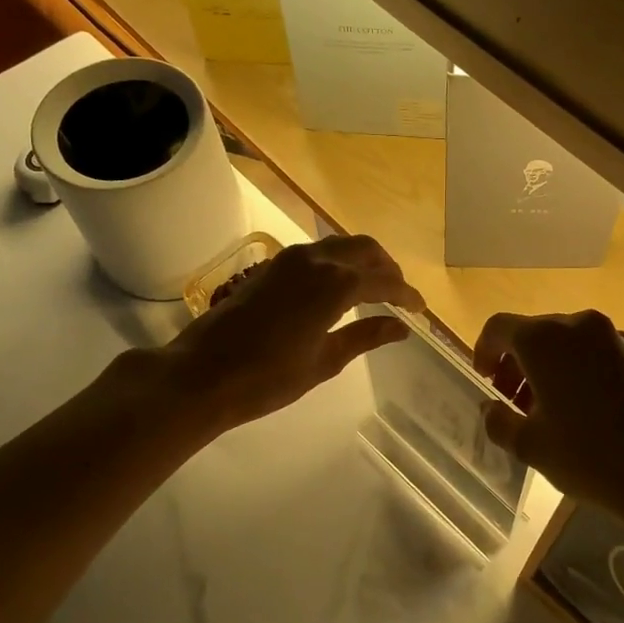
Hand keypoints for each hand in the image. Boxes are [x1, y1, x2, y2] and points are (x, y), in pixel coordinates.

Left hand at [143, 236, 424, 435]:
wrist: (202, 373)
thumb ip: (365, 337)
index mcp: (336, 284)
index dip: (407, 294)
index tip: (421, 310)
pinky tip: (339, 287)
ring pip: (340, 245)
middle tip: (400, 295)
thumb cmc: (268, 377)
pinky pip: (317, 252)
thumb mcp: (325, 361)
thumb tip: (401, 327)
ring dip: (363, 261)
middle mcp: (316, 260)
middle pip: (365, 249)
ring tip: (374, 289)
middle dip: (388, 268)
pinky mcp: (271, 266)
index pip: (385, 281)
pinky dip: (338, 262)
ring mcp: (290, 259)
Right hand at [473, 310, 623, 524]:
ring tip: (548, 411)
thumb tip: (490, 409)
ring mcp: (614, 336)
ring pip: (567, 343)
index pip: (499, 328)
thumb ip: (499, 421)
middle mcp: (578, 325)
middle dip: (517, 364)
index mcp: (544, 340)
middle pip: (534, 333)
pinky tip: (585, 410)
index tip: (485, 381)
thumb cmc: (590, 456)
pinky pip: (595, 353)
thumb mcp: (531, 446)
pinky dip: (579, 371)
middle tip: (513, 403)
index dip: (484, 352)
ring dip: (548, 368)